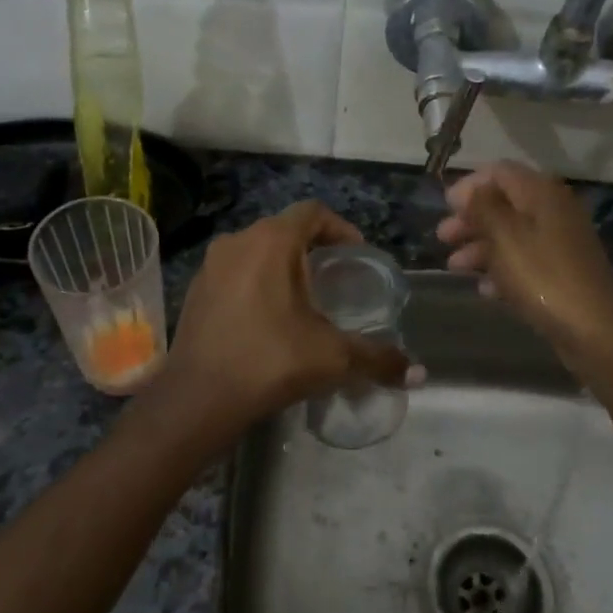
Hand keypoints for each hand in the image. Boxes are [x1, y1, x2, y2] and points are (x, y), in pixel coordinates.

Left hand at [157, 201, 411, 443]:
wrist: (198, 399)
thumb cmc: (270, 362)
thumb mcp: (332, 357)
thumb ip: (377, 358)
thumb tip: (418, 373)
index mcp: (270, 242)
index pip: (313, 213)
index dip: (341, 228)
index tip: (357, 255)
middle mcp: (237, 242)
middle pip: (284, 230)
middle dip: (313, 249)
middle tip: (335, 278)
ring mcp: (210, 265)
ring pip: (256, 251)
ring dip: (282, 267)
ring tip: (304, 299)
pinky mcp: (195, 291)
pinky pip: (234, 273)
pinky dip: (256, 284)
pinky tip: (268, 319)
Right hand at [438, 162, 612, 372]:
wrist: (592, 328)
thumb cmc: (542, 275)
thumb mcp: (504, 236)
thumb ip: (483, 207)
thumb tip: (470, 190)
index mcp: (541, 194)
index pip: (500, 172)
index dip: (469, 184)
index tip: (445, 206)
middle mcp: (553, 211)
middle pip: (504, 204)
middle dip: (470, 219)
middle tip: (443, 237)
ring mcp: (560, 243)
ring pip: (511, 235)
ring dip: (480, 247)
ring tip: (454, 267)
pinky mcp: (561, 272)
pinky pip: (524, 261)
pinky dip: (501, 270)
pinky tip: (484, 289)